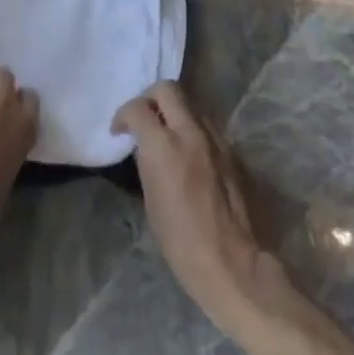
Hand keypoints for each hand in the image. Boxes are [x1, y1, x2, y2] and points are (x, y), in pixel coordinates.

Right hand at [113, 82, 283, 334]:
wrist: (234, 265)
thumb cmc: (182, 243)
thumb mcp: (151, 202)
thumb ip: (147, 162)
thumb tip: (146, 147)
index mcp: (163, 145)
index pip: (138, 108)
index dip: (123, 115)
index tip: (119, 131)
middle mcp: (190, 132)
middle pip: (167, 89)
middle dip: (150, 98)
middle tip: (144, 119)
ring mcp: (215, 139)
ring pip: (191, 104)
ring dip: (175, 111)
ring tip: (168, 134)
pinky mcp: (232, 151)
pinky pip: (207, 126)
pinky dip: (193, 129)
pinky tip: (190, 152)